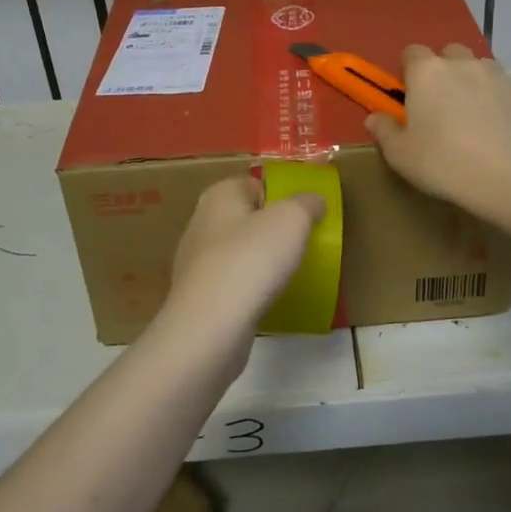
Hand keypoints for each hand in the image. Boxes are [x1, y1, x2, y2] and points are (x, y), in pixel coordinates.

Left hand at [153, 175, 325, 367]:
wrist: (210, 328)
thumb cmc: (251, 261)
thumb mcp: (292, 220)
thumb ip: (306, 204)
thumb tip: (313, 201)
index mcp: (219, 195)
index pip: (254, 183)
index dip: (281, 195)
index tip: (305, 215)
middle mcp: (202, 223)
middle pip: (246, 217)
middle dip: (272, 229)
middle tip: (301, 244)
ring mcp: (196, 262)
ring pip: (239, 252)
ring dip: (261, 261)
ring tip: (288, 274)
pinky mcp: (199, 297)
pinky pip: (233, 283)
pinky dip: (250, 288)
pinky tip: (267, 300)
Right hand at [365, 43, 510, 209]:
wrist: (506, 176)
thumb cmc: (441, 161)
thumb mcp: (399, 154)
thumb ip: (384, 131)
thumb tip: (375, 118)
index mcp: (426, 72)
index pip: (411, 52)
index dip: (408, 70)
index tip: (408, 95)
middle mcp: (462, 64)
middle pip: (449, 53)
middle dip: (443, 70)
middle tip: (439, 104)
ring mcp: (496, 77)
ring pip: (479, 68)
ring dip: (472, 82)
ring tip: (470, 115)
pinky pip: (503, 91)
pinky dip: (496, 102)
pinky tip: (495, 131)